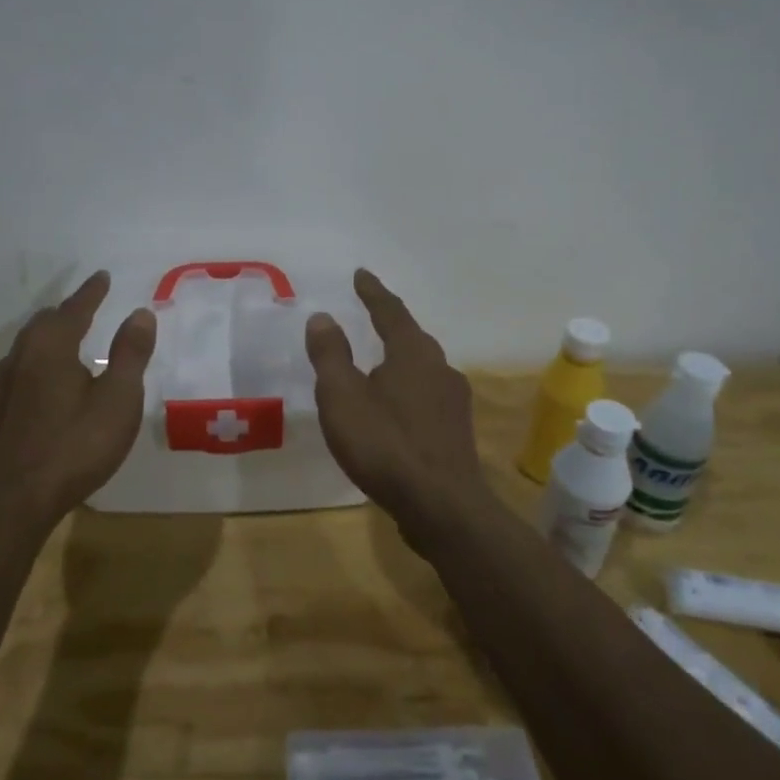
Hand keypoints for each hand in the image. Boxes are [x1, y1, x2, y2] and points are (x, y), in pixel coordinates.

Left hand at [0, 272, 156, 522]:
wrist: (12, 501)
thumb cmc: (74, 446)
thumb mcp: (118, 400)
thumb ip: (130, 354)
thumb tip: (140, 313)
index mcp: (51, 346)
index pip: (75, 308)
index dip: (92, 292)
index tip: (102, 276)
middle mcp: (21, 356)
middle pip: (45, 323)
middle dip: (68, 311)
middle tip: (88, 306)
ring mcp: (2, 385)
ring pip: (28, 346)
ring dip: (51, 336)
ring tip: (69, 340)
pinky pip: (21, 369)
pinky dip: (39, 360)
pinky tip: (46, 380)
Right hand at [305, 270, 485, 515]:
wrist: (442, 506)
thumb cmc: (385, 444)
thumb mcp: (342, 397)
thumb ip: (331, 355)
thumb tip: (322, 316)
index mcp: (413, 353)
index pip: (390, 311)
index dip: (373, 292)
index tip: (361, 274)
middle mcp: (440, 368)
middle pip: (412, 337)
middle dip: (390, 323)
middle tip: (370, 313)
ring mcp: (454, 400)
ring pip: (422, 368)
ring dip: (400, 358)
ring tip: (379, 362)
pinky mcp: (456, 430)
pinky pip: (427, 395)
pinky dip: (407, 389)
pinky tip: (396, 407)